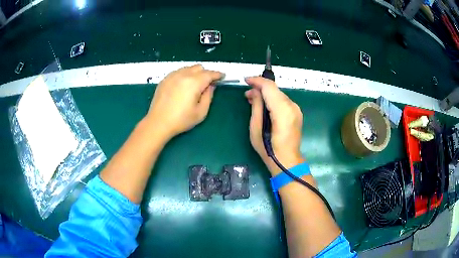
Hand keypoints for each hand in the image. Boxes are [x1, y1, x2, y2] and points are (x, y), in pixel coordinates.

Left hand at [146, 64, 222, 138]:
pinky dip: (185, 75)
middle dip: (206, 73)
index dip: (217, 74)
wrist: (158, 122)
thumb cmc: (181, 120)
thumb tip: (210, 86)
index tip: (222, 76)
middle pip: (199, 68)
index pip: (209, 74)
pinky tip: (183, 85)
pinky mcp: (165, 79)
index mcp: (194, 82)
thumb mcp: (201, 112)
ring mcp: (172, 75)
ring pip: (188, 68)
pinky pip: (179, 71)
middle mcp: (183, 75)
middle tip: (207, 84)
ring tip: (195, 85)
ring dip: (195, 73)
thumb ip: (209, 96)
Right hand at [245, 77, 304, 175]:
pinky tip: (264, 106)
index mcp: (282, 110)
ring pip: (279, 94)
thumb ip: (257, 106)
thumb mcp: (256, 128)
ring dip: (266, 94)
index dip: (257, 81)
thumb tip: (255, 92)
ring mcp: (296, 110)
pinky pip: (283, 101)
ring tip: (253, 100)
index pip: (269, 87)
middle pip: (275, 89)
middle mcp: (292, 106)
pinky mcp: (297, 113)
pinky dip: (272, 100)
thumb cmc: (268, 149)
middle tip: (247, 94)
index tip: (246, 80)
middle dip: (260, 88)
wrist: (287, 161)